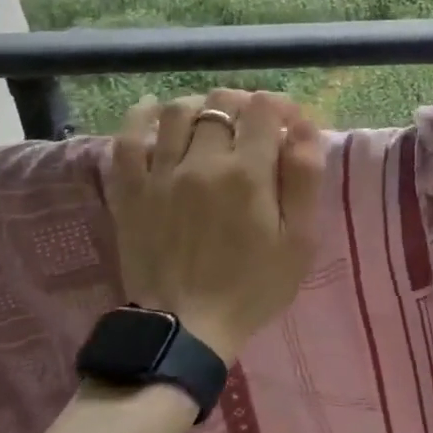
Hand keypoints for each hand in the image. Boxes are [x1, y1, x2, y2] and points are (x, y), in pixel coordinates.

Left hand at [104, 89, 323, 362]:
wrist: (185, 329)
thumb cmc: (253, 286)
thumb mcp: (299, 239)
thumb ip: (305, 178)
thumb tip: (304, 127)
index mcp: (248, 173)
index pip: (264, 109)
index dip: (281, 106)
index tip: (289, 124)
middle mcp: (202, 162)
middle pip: (221, 103)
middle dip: (244, 104)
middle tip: (254, 125)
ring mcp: (160, 174)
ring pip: (177, 111)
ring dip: (201, 106)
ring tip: (212, 121)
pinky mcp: (130, 190)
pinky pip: (127, 138)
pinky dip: (141, 117)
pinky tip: (155, 112)